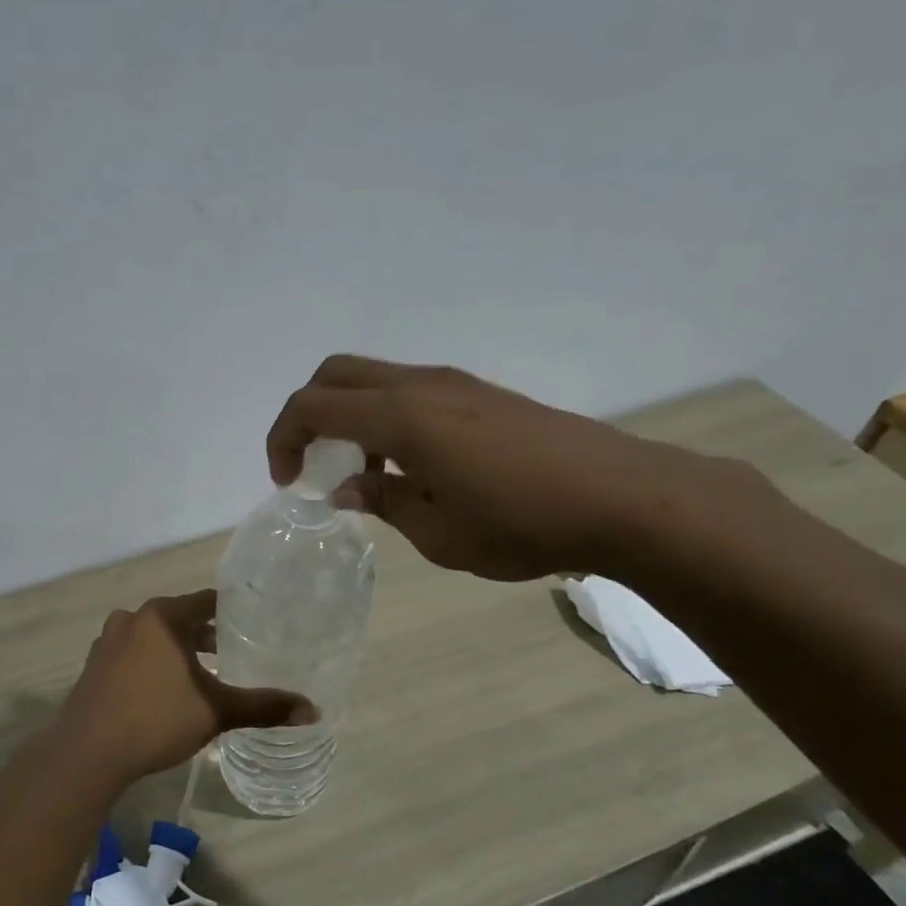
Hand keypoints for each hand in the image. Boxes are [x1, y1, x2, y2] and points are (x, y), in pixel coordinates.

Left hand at [53, 590, 316, 783]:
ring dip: (177, 650)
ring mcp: (107, 642)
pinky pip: (132, 655)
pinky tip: (163, 690)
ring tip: (202, 673)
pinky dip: (152, 664)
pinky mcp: (93, 667)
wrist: (87, 752)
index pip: (207, 602)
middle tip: (234, 652)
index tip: (254, 624)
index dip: (232, 612)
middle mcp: (132, 619)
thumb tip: (313, 711)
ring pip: (153, 637)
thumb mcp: (216, 711)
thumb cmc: (156, 719)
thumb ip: (263, 707)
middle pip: (179, 618)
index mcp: (163, 617)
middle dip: (205, 635)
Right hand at [267, 355, 747, 581]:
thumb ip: (382, 503)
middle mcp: (421, 385)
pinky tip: (411, 469)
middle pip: (336, 374)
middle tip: (310, 465)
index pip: (312, 405)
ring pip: (374, 380)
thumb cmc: (520, 523)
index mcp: (400, 416)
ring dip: (350, 418)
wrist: (622, 497)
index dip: (284, 439)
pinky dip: (385, 420)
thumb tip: (346, 490)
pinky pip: (410, 393)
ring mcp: (455, 384)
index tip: (287, 482)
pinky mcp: (482, 395)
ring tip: (365, 479)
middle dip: (307, 414)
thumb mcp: (436, 531)